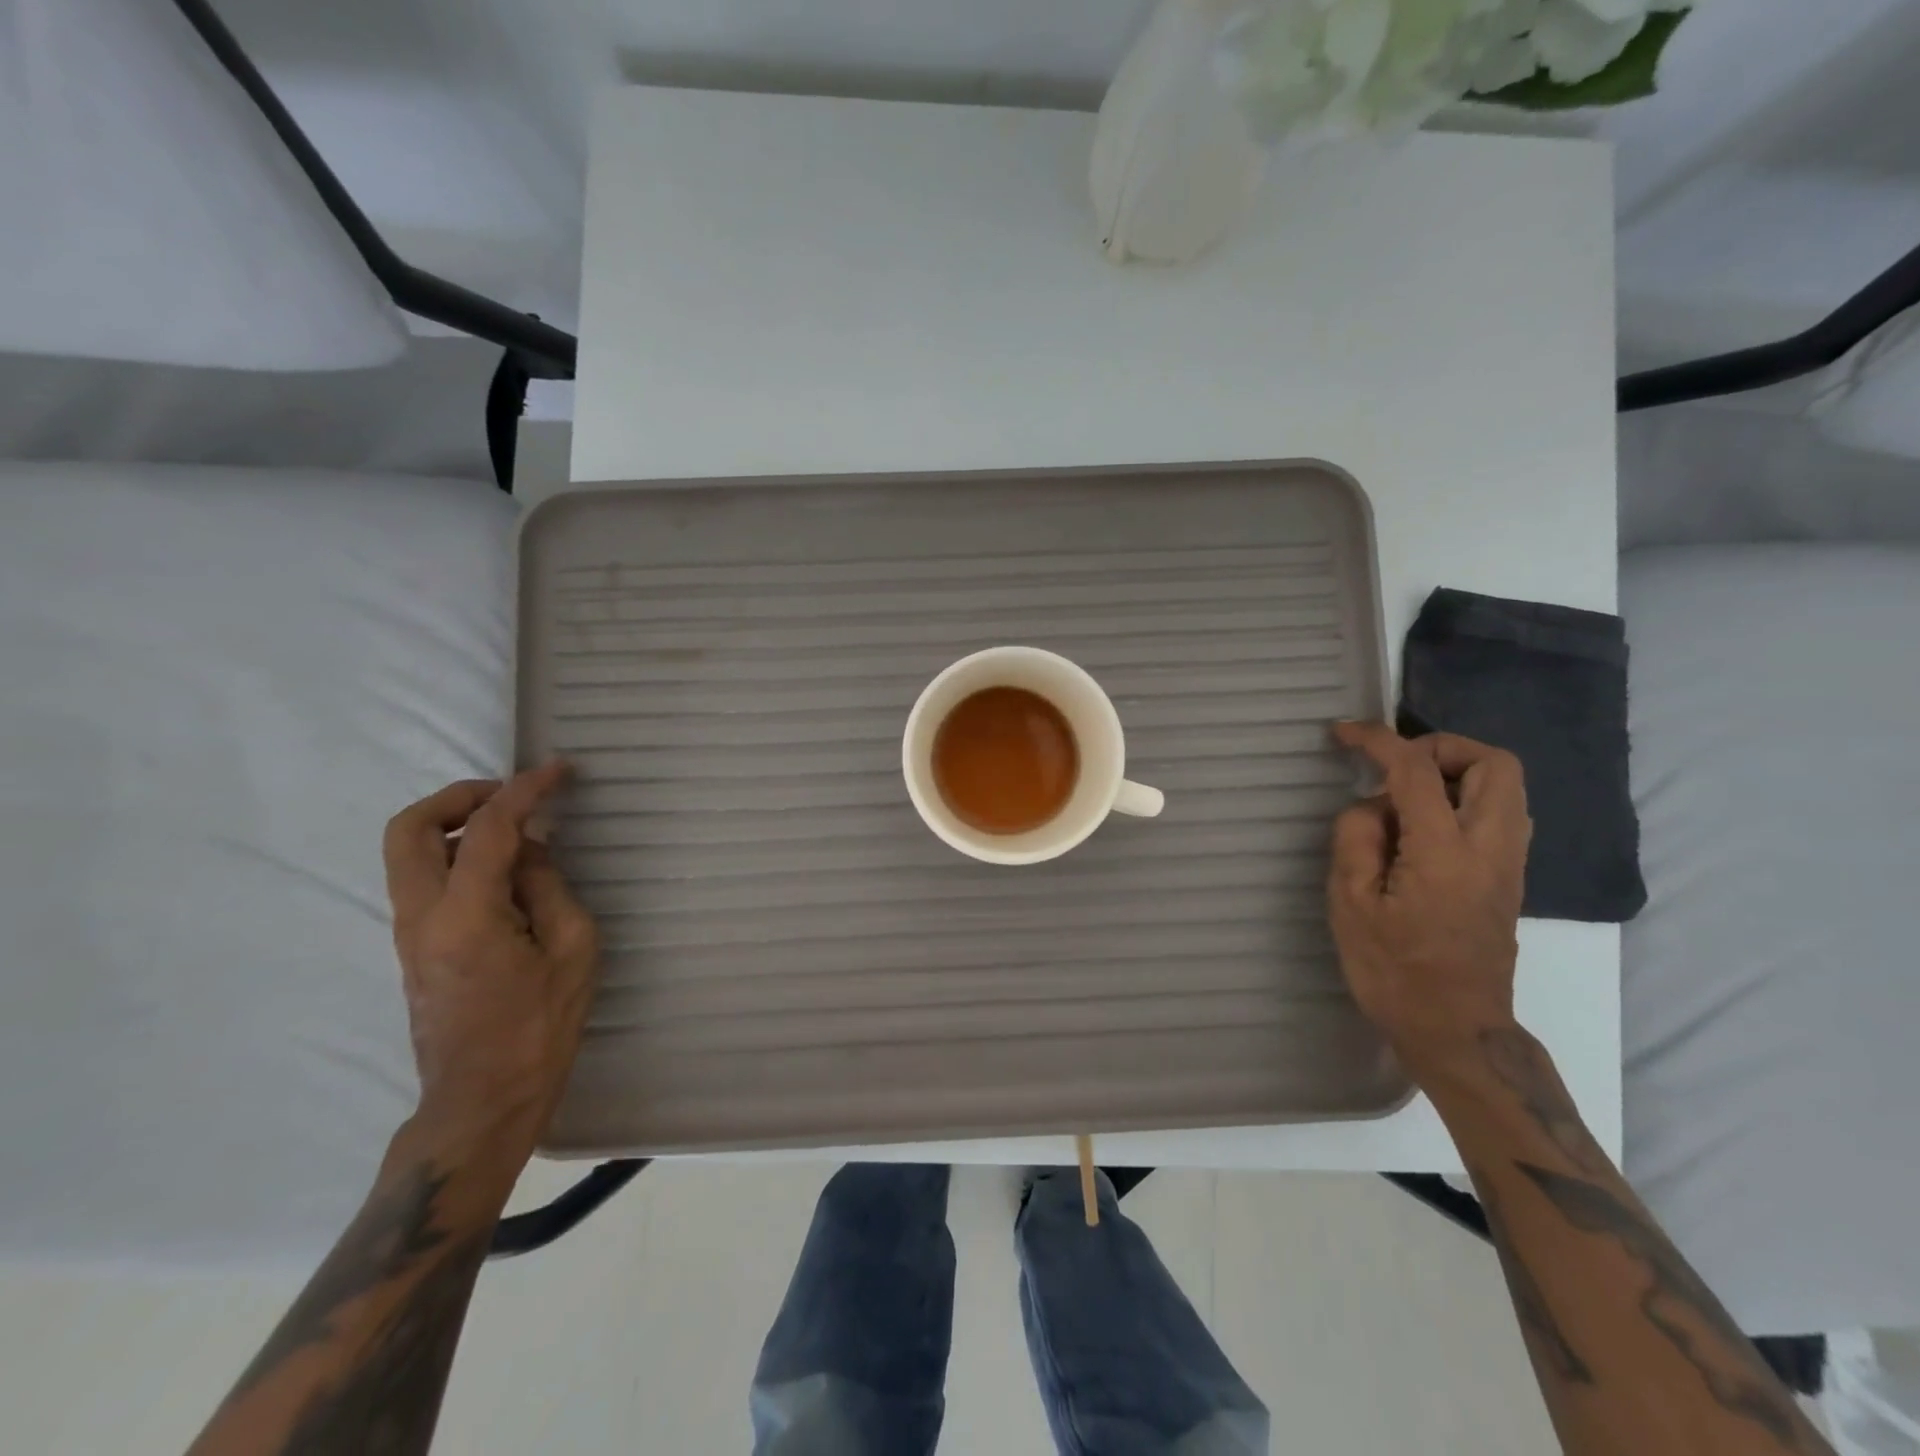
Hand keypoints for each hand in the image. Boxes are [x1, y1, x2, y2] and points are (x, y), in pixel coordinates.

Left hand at [383, 763, 600, 1166]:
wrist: (483, 1099)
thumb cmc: (540, 1027)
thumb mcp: (572, 950)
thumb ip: (548, 888)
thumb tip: (529, 852)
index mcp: (466, 915)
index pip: (489, 829)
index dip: (524, 791)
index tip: (558, 771)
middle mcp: (421, 916)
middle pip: (410, 829)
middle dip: (458, 796)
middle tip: (510, 795)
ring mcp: (409, 933)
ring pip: (408, 852)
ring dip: (454, 824)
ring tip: (512, 827)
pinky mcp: (414, 947)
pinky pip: (423, 878)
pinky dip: (455, 852)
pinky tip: (504, 867)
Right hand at [1326, 722, 1531, 1080]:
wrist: (1455, 1029)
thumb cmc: (1393, 971)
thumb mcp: (1349, 904)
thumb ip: (1356, 839)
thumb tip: (1372, 808)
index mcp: (1444, 852)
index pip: (1416, 771)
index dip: (1378, 740)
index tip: (1344, 734)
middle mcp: (1490, 848)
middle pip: (1495, 763)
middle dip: (1442, 747)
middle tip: (1395, 765)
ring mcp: (1508, 864)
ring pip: (1505, 787)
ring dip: (1456, 772)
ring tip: (1404, 794)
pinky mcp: (1508, 879)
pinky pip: (1498, 814)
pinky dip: (1463, 798)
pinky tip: (1421, 826)